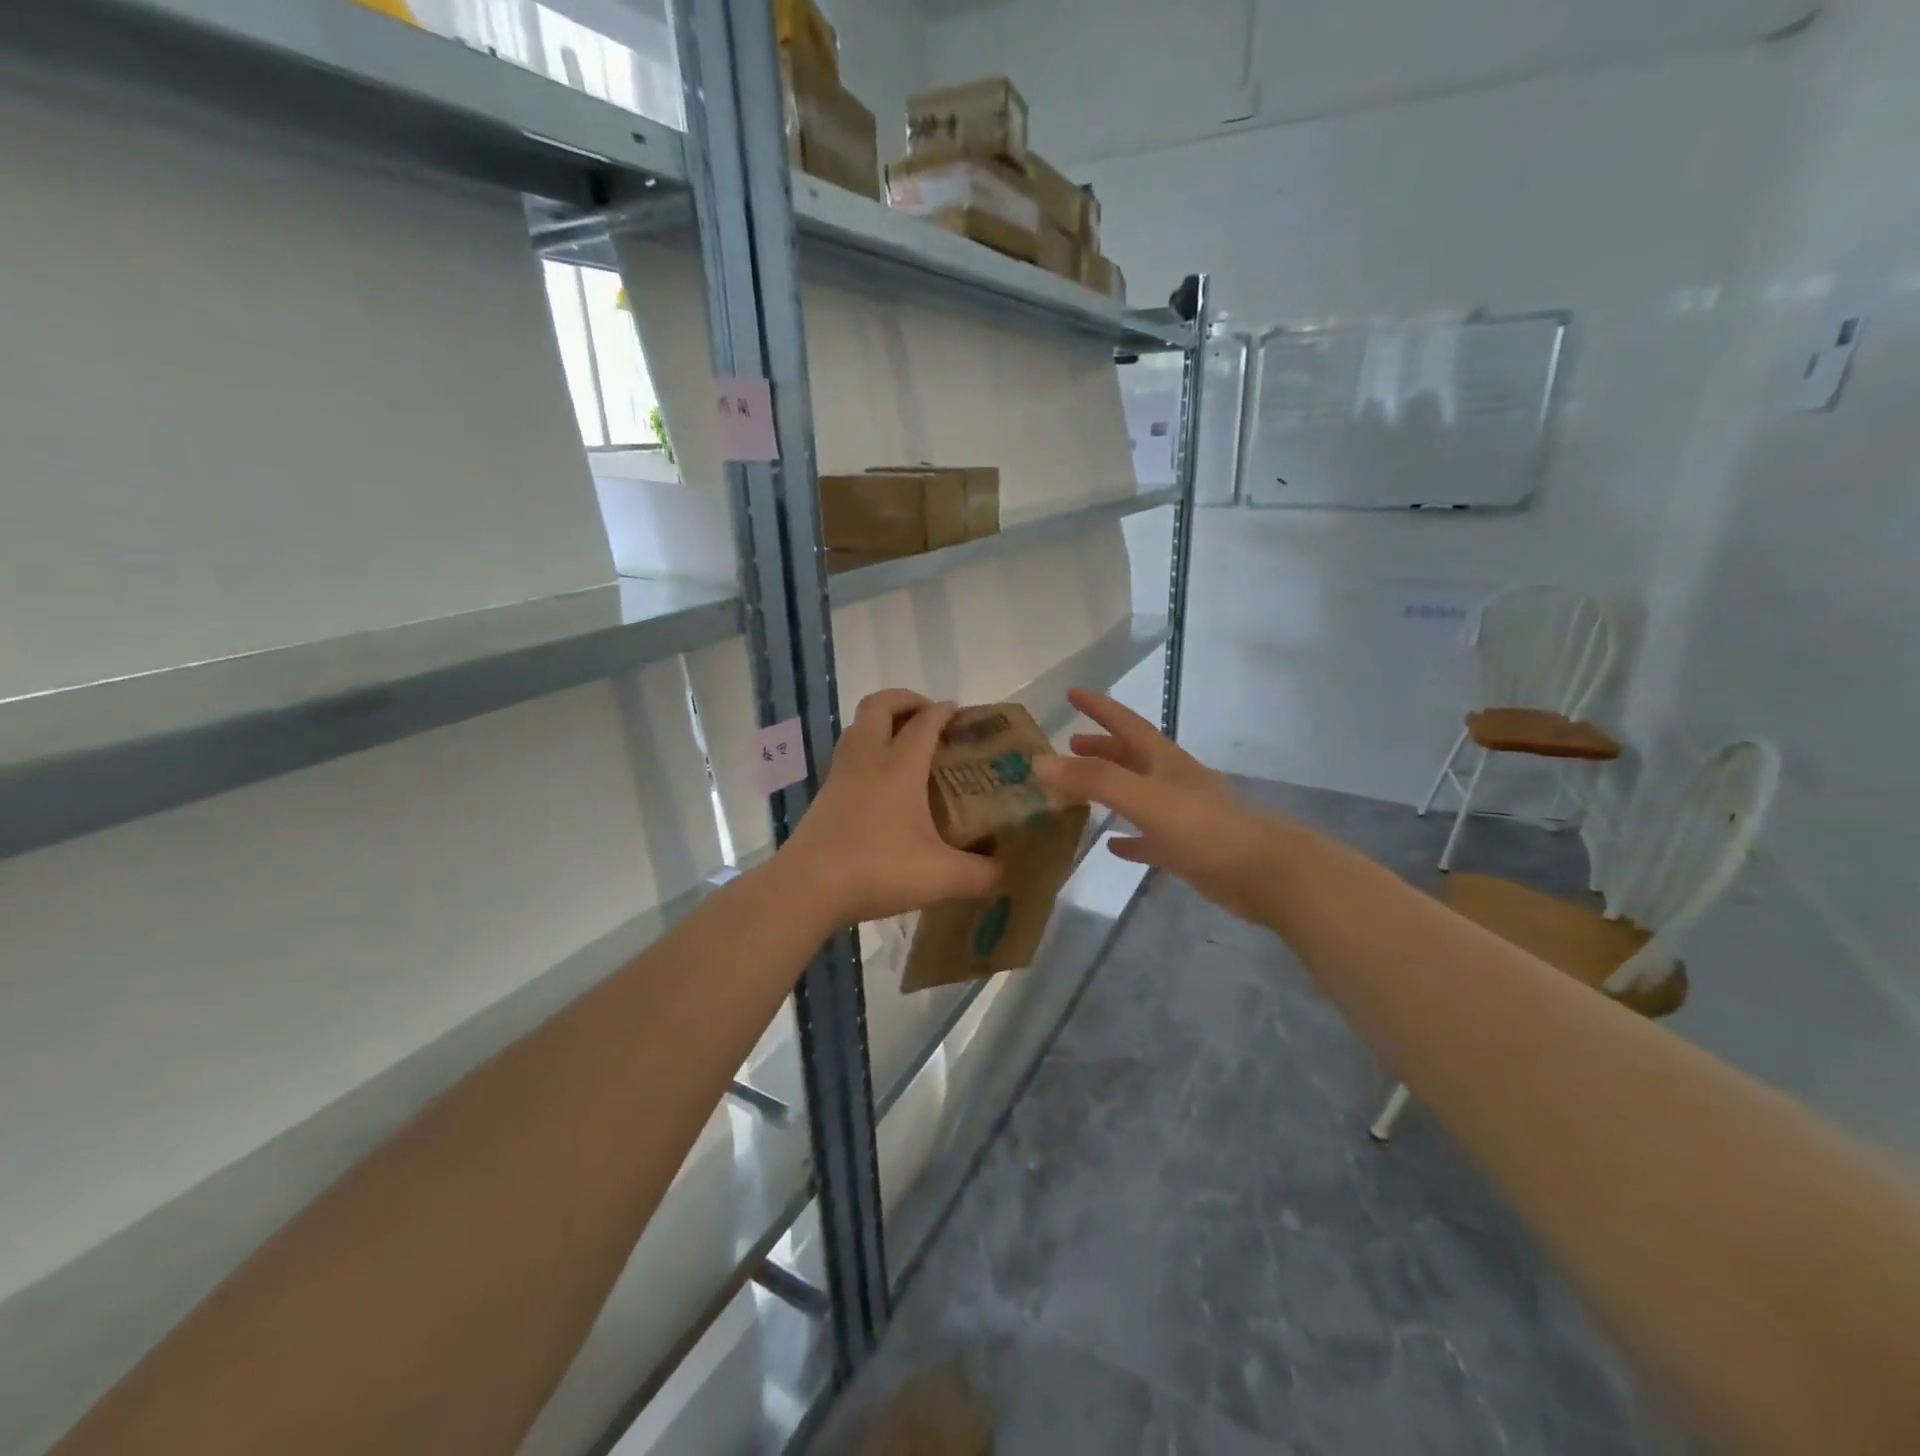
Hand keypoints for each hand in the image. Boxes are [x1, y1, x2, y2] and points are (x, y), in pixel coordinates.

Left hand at [781, 690, 999, 926]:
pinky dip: (867, 749)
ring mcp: (841, 774)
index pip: (925, 721)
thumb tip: (1002, 872)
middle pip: (880, 704)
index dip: (945, 711)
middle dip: (906, 700)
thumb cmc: (877, 869)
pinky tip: (881, 782)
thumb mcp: (941, 877)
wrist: (808, 887)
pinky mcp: (825, 793)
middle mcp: (868, 758)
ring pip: (858, 726)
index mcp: (900, 765)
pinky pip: (848, 753)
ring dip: (882, 722)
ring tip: (905, 743)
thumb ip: (980, 874)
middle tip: (929, 718)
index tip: (962, 716)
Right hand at [1036, 689, 1282, 921]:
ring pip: (1138, 794)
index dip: (1099, 707)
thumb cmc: (1205, 829)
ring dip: (1111, 788)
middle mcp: (1172, 781)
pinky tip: (1112, 846)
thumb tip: (1039, 762)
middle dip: (1101, 746)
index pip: (1126, 724)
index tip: (1072, 693)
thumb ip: (1094, 780)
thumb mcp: (1144, 798)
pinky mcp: (1187, 849)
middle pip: (1131, 756)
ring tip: (1080, 791)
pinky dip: (1129, 837)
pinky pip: (1149, 837)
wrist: (1266, 874)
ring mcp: (1182, 815)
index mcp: (1164, 761)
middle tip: (1070, 743)